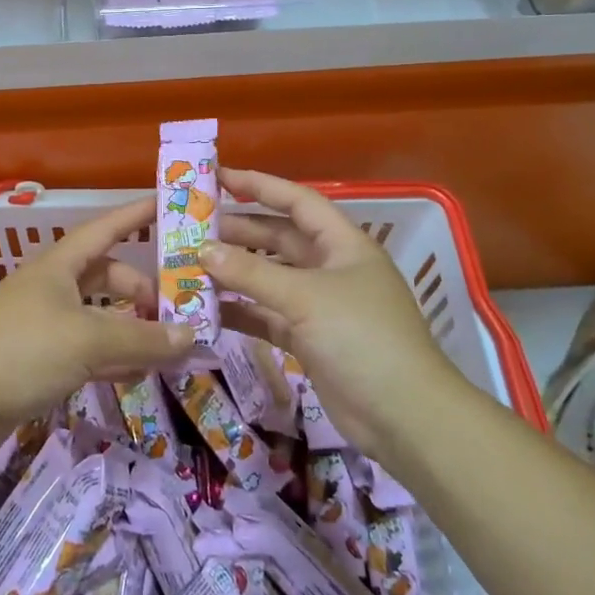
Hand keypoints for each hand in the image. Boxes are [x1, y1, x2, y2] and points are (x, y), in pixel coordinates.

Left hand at [0, 196, 192, 449]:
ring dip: (129, 326)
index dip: (135, 216)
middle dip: (138, 288)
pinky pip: (85, 347)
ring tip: (165, 343)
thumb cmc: (25, 351)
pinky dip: (111, 355)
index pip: (104, 229)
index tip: (166, 206)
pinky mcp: (37, 358)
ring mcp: (41, 322)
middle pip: (104, 275)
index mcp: (57, 265)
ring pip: (96, 314)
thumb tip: (190, 336)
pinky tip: (137, 373)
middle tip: (172, 308)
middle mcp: (50, 287)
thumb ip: (142, 338)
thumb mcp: (89, 339)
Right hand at [203, 168, 453, 458]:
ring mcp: (320, 305)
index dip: (259, 185)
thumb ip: (251, 272)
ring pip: (269, 278)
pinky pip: (267, 315)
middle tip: (192, 229)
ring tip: (190, 265)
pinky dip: (241, 310)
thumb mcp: (305, 297)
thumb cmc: (361, 337)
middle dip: (238, 232)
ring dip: (234, 272)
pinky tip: (207, 308)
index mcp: (342, 244)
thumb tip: (202, 250)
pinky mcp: (309, 339)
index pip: (297, 201)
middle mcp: (331, 267)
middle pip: (278, 239)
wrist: (404, 416)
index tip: (217, 177)